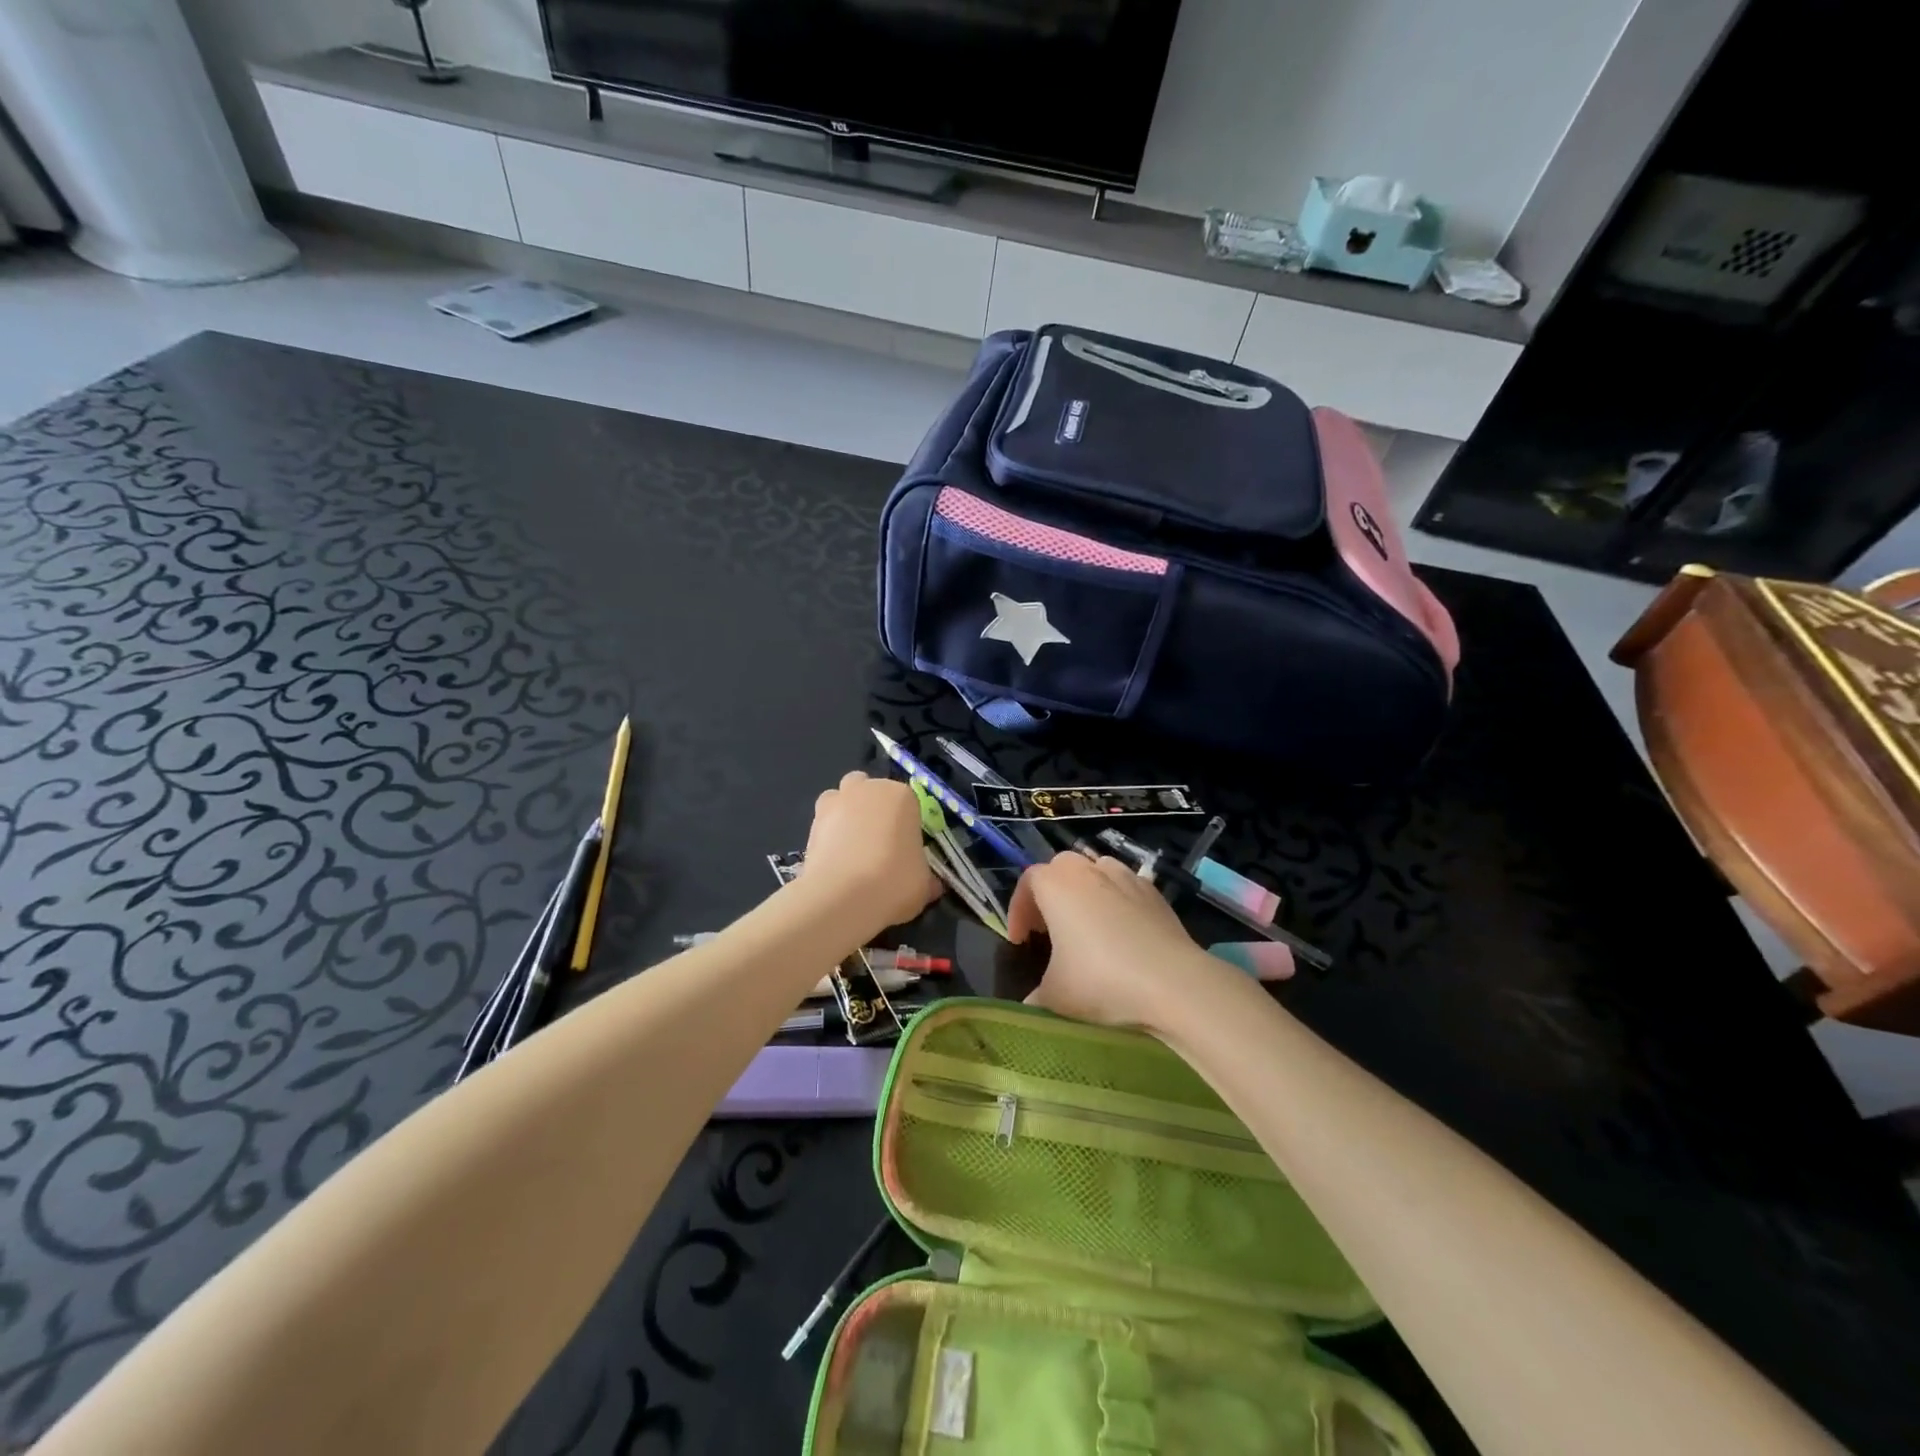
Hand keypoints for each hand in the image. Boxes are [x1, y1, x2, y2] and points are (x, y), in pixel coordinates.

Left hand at [802, 772, 940, 937]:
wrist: (842, 898)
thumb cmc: (895, 882)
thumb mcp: (925, 885)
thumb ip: (927, 876)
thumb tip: (932, 884)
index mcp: (901, 796)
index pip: (909, 802)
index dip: (908, 825)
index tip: (907, 849)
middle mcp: (867, 789)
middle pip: (871, 790)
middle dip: (874, 808)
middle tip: (879, 843)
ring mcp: (836, 802)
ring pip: (842, 799)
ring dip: (847, 815)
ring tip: (852, 849)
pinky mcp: (811, 822)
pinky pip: (824, 824)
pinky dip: (829, 836)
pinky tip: (835, 862)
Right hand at [1010, 852, 1267, 1033]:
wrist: (1173, 983)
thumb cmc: (1102, 981)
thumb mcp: (1055, 997)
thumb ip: (1035, 997)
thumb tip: (1031, 1005)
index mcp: (1056, 886)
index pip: (1027, 882)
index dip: (1018, 910)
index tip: (1020, 941)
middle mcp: (1088, 871)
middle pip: (1061, 868)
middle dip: (1051, 893)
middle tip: (1049, 928)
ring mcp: (1126, 877)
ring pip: (1096, 871)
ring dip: (1085, 891)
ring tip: (1086, 925)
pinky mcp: (1155, 892)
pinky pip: (1126, 886)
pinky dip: (1116, 900)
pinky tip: (1122, 932)